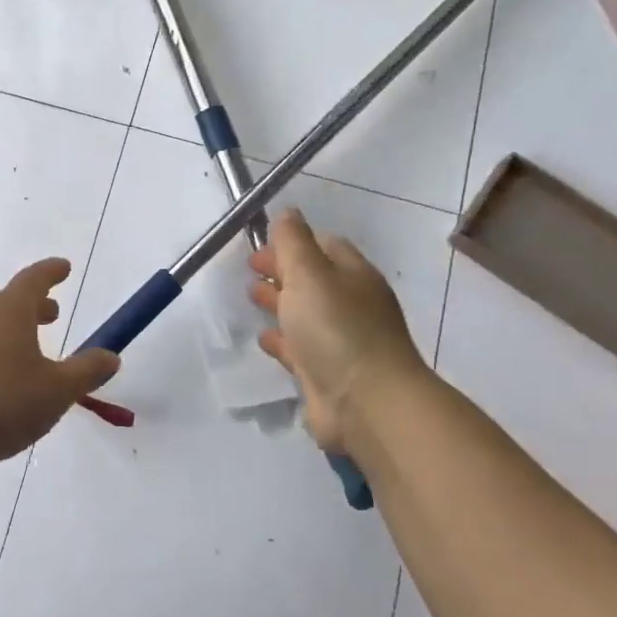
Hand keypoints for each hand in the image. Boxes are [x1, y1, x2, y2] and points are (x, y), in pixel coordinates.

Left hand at [0, 259, 120, 474]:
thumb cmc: (5, 402)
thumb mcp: (58, 390)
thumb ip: (87, 371)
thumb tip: (111, 356)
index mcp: (8, 311)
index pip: (34, 280)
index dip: (51, 272)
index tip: (64, 267)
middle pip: (8, 302)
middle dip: (33, 306)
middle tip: (51, 314)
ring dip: (9, 331)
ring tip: (26, 351)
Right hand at [249, 209, 427, 453]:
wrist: (366, 404)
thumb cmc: (336, 329)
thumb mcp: (310, 273)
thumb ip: (293, 242)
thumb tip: (288, 212)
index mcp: (353, 275)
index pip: (324, 245)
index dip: (292, 241)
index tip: (260, 243)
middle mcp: (350, 304)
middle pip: (313, 279)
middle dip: (282, 270)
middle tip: (250, 269)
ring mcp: (341, 341)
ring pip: (304, 313)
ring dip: (279, 302)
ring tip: (251, 296)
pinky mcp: (327, 373)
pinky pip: (299, 348)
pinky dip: (281, 339)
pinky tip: (264, 337)